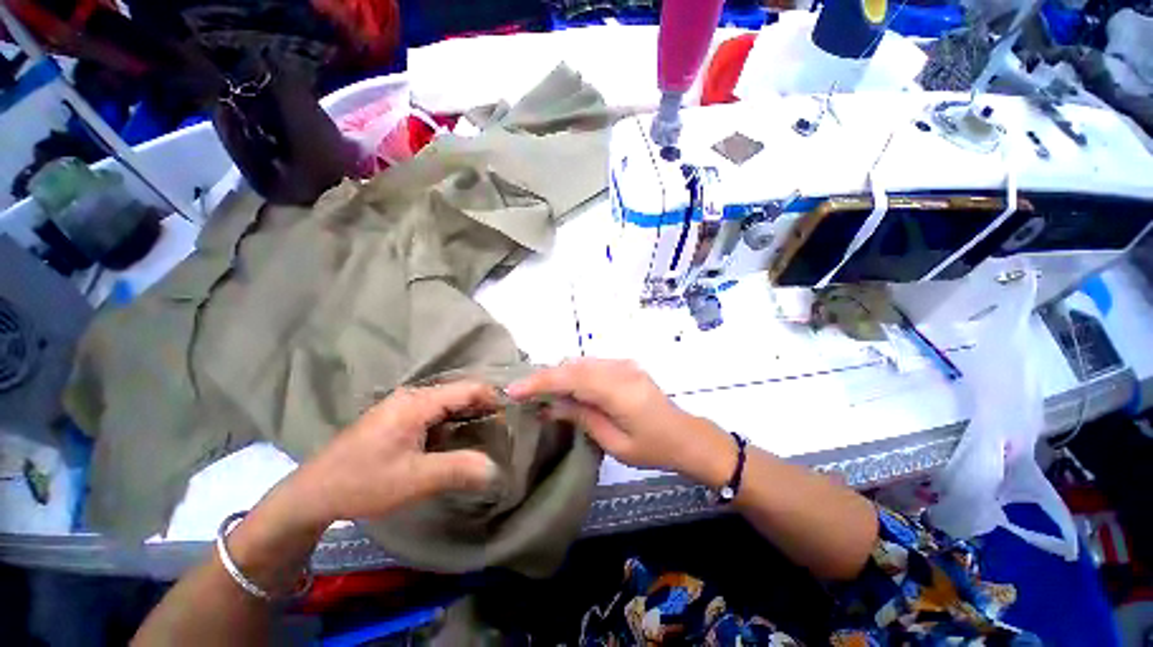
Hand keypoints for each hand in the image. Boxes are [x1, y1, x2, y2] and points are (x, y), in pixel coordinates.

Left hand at [287, 381, 500, 527]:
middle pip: (460, 394)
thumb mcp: (415, 479)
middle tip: (506, 428)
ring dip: (469, 416)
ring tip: (490, 433)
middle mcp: (413, 397)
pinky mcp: (398, 419)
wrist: (311, 495)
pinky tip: (461, 439)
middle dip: (484, 408)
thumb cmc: (363, 483)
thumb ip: (460, 470)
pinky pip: (436, 414)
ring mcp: (403, 406)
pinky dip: (453, 423)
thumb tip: (498, 470)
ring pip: (448, 404)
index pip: (469, 389)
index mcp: (418, 402)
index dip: (494, 399)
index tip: (513, 415)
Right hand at [507, 359, 734, 486]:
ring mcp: (625, 364)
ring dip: (559, 375)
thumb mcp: (614, 443)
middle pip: (573, 366)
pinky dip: (574, 374)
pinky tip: (566, 390)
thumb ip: (582, 417)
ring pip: (581, 363)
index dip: (540, 381)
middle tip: (523, 395)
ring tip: (540, 394)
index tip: (513, 390)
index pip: (571, 378)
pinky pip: (592, 365)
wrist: (686, 436)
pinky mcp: (626, 366)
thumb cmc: (653, 448)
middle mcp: (621, 369)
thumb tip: (548, 405)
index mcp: (620, 390)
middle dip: (546, 378)